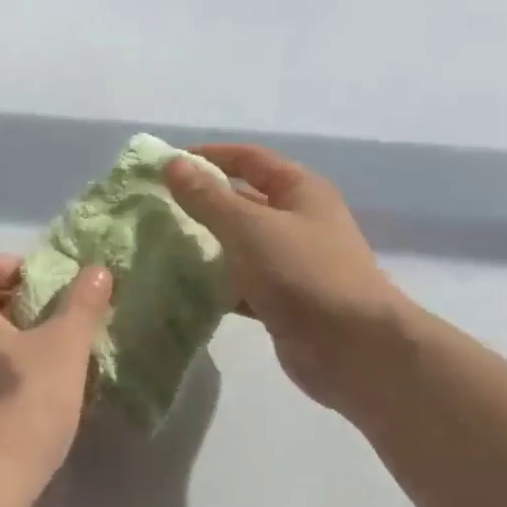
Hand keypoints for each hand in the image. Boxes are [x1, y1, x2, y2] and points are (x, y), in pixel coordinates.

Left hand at [0, 252, 114, 506]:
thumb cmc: (19, 406)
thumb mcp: (63, 349)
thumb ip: (81, 305)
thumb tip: (96, 270)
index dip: (21, 265)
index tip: (56, 288)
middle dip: (20, 302)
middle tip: (59, 321)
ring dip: (11, 339)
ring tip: (50, 359)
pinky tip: (29, 395)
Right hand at [165, 144, 409, 416]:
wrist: (354, 349)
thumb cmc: (304, 274)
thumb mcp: (250, 228)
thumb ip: (208, 198)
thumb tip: (172, 164)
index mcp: (299, 191)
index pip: (248, 159)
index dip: (208, 157)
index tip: (166, 166)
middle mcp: (297, 221)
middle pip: (240, 201)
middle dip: (199, 203)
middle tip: (153, 209)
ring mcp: (290, 263)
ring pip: (237, 245)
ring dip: (203, 246)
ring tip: (156, 246)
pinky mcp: (281, 300)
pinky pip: (239, 283)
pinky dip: (213, 284)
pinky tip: (180, 288)